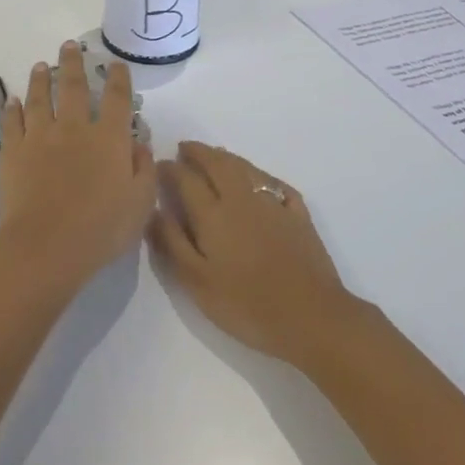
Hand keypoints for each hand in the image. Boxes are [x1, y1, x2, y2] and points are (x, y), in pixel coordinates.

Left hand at [0, 42, 155, 295]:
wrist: (45, 244)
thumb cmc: (100, 229)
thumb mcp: (140, 203)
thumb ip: (144, 169)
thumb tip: (139, 143)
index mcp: (109, 138)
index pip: (116, 98)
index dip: (117, 78)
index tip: (115, 63)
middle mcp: (74, 128)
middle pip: (72, 86)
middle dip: (72, 63)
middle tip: (69, 45)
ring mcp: (40, 136)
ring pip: (39, 98)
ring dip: (40, 79)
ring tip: (40, 66)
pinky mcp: (13, 151)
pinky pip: (11, 122)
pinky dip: (11, 109)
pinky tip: (10, 100)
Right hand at [150, 142, 360, 365]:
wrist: (311, 316)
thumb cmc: (246, 304)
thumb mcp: (197, 281)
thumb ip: (172, 242)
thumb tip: (154, 210)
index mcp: (213, 213)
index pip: (186, 179)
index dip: (170, 170)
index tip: (160, 165)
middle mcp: (241, 198)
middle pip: (217, 164)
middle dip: (198, 152)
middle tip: (185, 148)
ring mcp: (273, 203)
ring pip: (246, 168)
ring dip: (226, 157)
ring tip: (215, 155)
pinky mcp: (298, 215)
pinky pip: (275, 183)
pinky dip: (261, 175)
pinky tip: (260, 181)